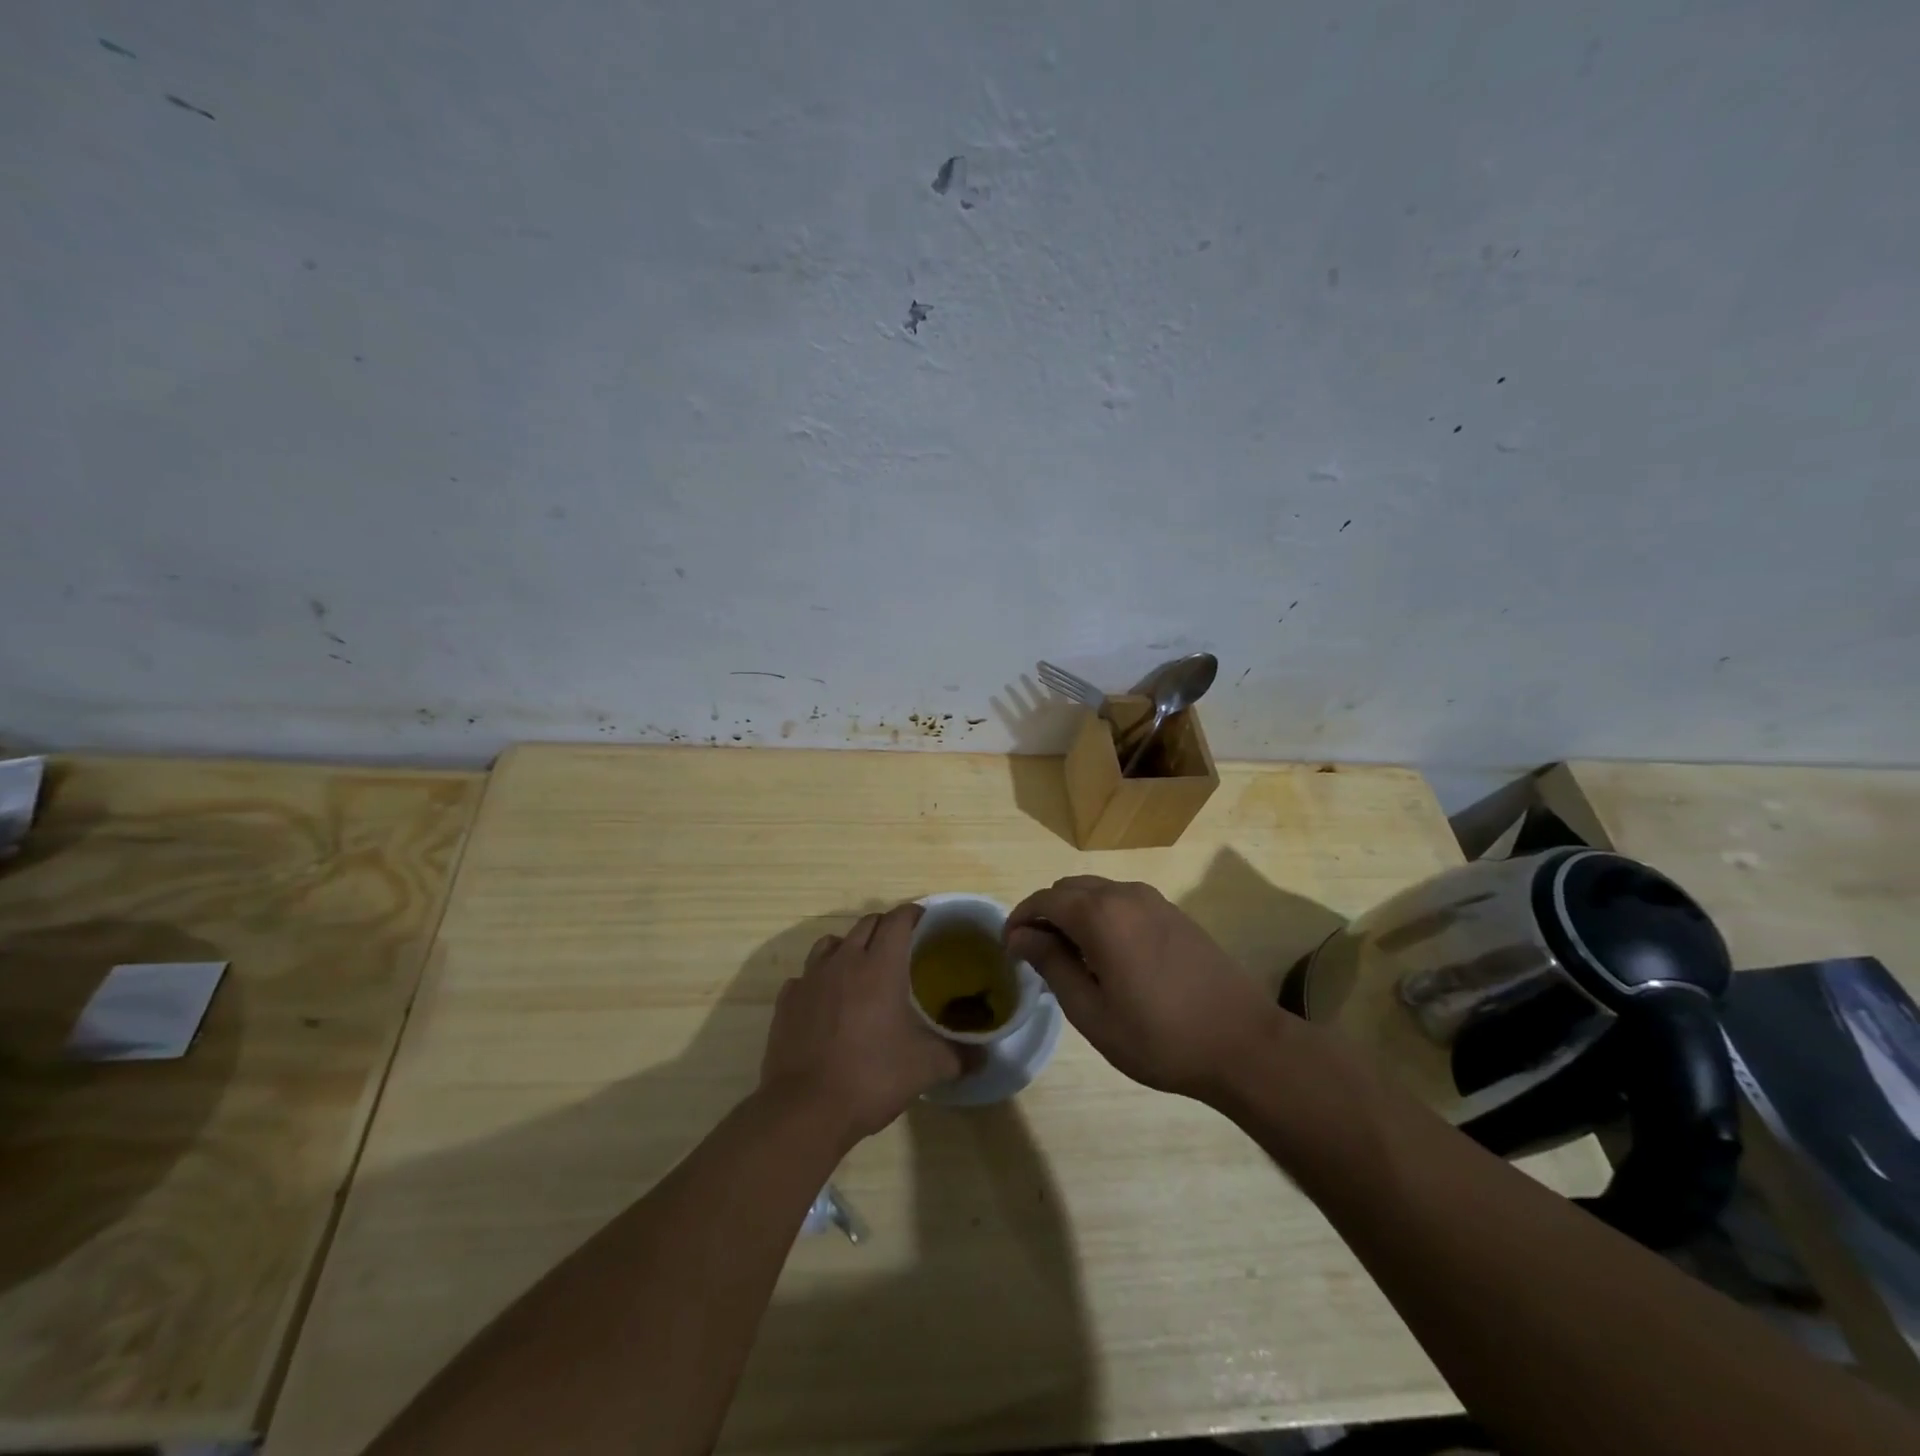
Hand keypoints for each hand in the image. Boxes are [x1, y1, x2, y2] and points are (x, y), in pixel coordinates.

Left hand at [760, 902, 964, 1142]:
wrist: (805, 1109)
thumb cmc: (872, 1077)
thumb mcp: (926, 1068)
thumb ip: (959, 1056)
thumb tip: (984, 1058)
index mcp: (880, 966)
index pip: (898, 920)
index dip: (912, 913)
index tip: (924, 919)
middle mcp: (844, 961)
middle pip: (866, 924)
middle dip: (885, 927)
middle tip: (901, 945)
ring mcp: (810, 979)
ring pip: (831, 943)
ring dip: (849, 946)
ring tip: (861, 967)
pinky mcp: (787, 1001)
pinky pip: (805, 976)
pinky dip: (819, 979)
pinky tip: (826, 1000)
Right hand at [1007, 876, 1281, 1101]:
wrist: (1243, 1044)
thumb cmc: (1159, 1037)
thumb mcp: (1092, 1011)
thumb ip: (1052, 964)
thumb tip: (1020, 935)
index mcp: (1100, 914)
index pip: (1044, 899)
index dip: (1019, 919)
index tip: (1009, 950)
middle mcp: (1125, 894)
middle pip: (1068, 888)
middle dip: (1045, 914)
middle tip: (1038, 957)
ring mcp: (1154, 900)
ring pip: (1096, 891)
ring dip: (1074, 914)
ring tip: (1072, 960)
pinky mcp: (1175, 913)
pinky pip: (1123, 901)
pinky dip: (1102, 916)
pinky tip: (1109, 957)